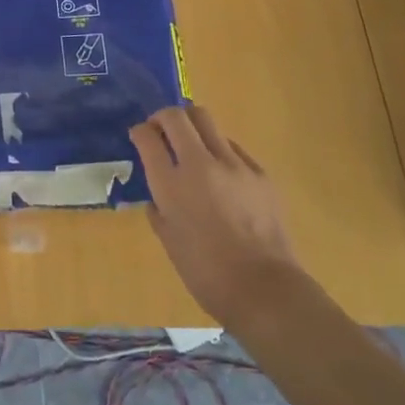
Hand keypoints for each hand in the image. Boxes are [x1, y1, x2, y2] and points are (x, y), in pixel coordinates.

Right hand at [130, 104, 302, 330]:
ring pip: (207, 121)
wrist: (264, 289)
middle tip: (161, 131)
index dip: (139, 132)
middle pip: (177, 116)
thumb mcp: (168, 240)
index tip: (139, 136)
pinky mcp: (260, 172)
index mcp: (171, 183)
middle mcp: (200, 163)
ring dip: (192, 128)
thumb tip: (158, 195)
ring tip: (192, 148)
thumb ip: (159, 209)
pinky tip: (221, 174)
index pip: (147, 136)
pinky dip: (219, 150)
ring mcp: (234, 164)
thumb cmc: (206, 273)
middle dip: (163, 117)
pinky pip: (233, 147)